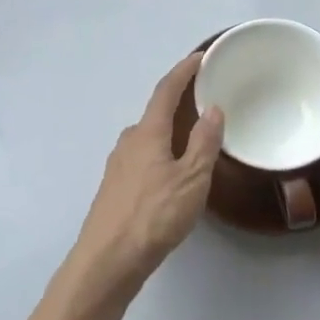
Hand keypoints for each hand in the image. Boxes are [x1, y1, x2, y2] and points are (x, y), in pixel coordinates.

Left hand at [71, 52, 223, 296]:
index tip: (199, 57)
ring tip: (193, 139)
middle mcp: (129, 141)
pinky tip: (172, 175)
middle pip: (155, 114)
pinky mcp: (115, 189)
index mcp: (147, 132)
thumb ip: (204, 142)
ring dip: (169, 133)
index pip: (166, 90)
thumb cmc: (153, 215)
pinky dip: (160, 154)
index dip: (183, 71)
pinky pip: (143, 159)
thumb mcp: (192, 179)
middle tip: (203, 101)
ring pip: (148, 139)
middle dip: (178, 104)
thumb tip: (212, 108)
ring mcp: (118, 165)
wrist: (107, 262)